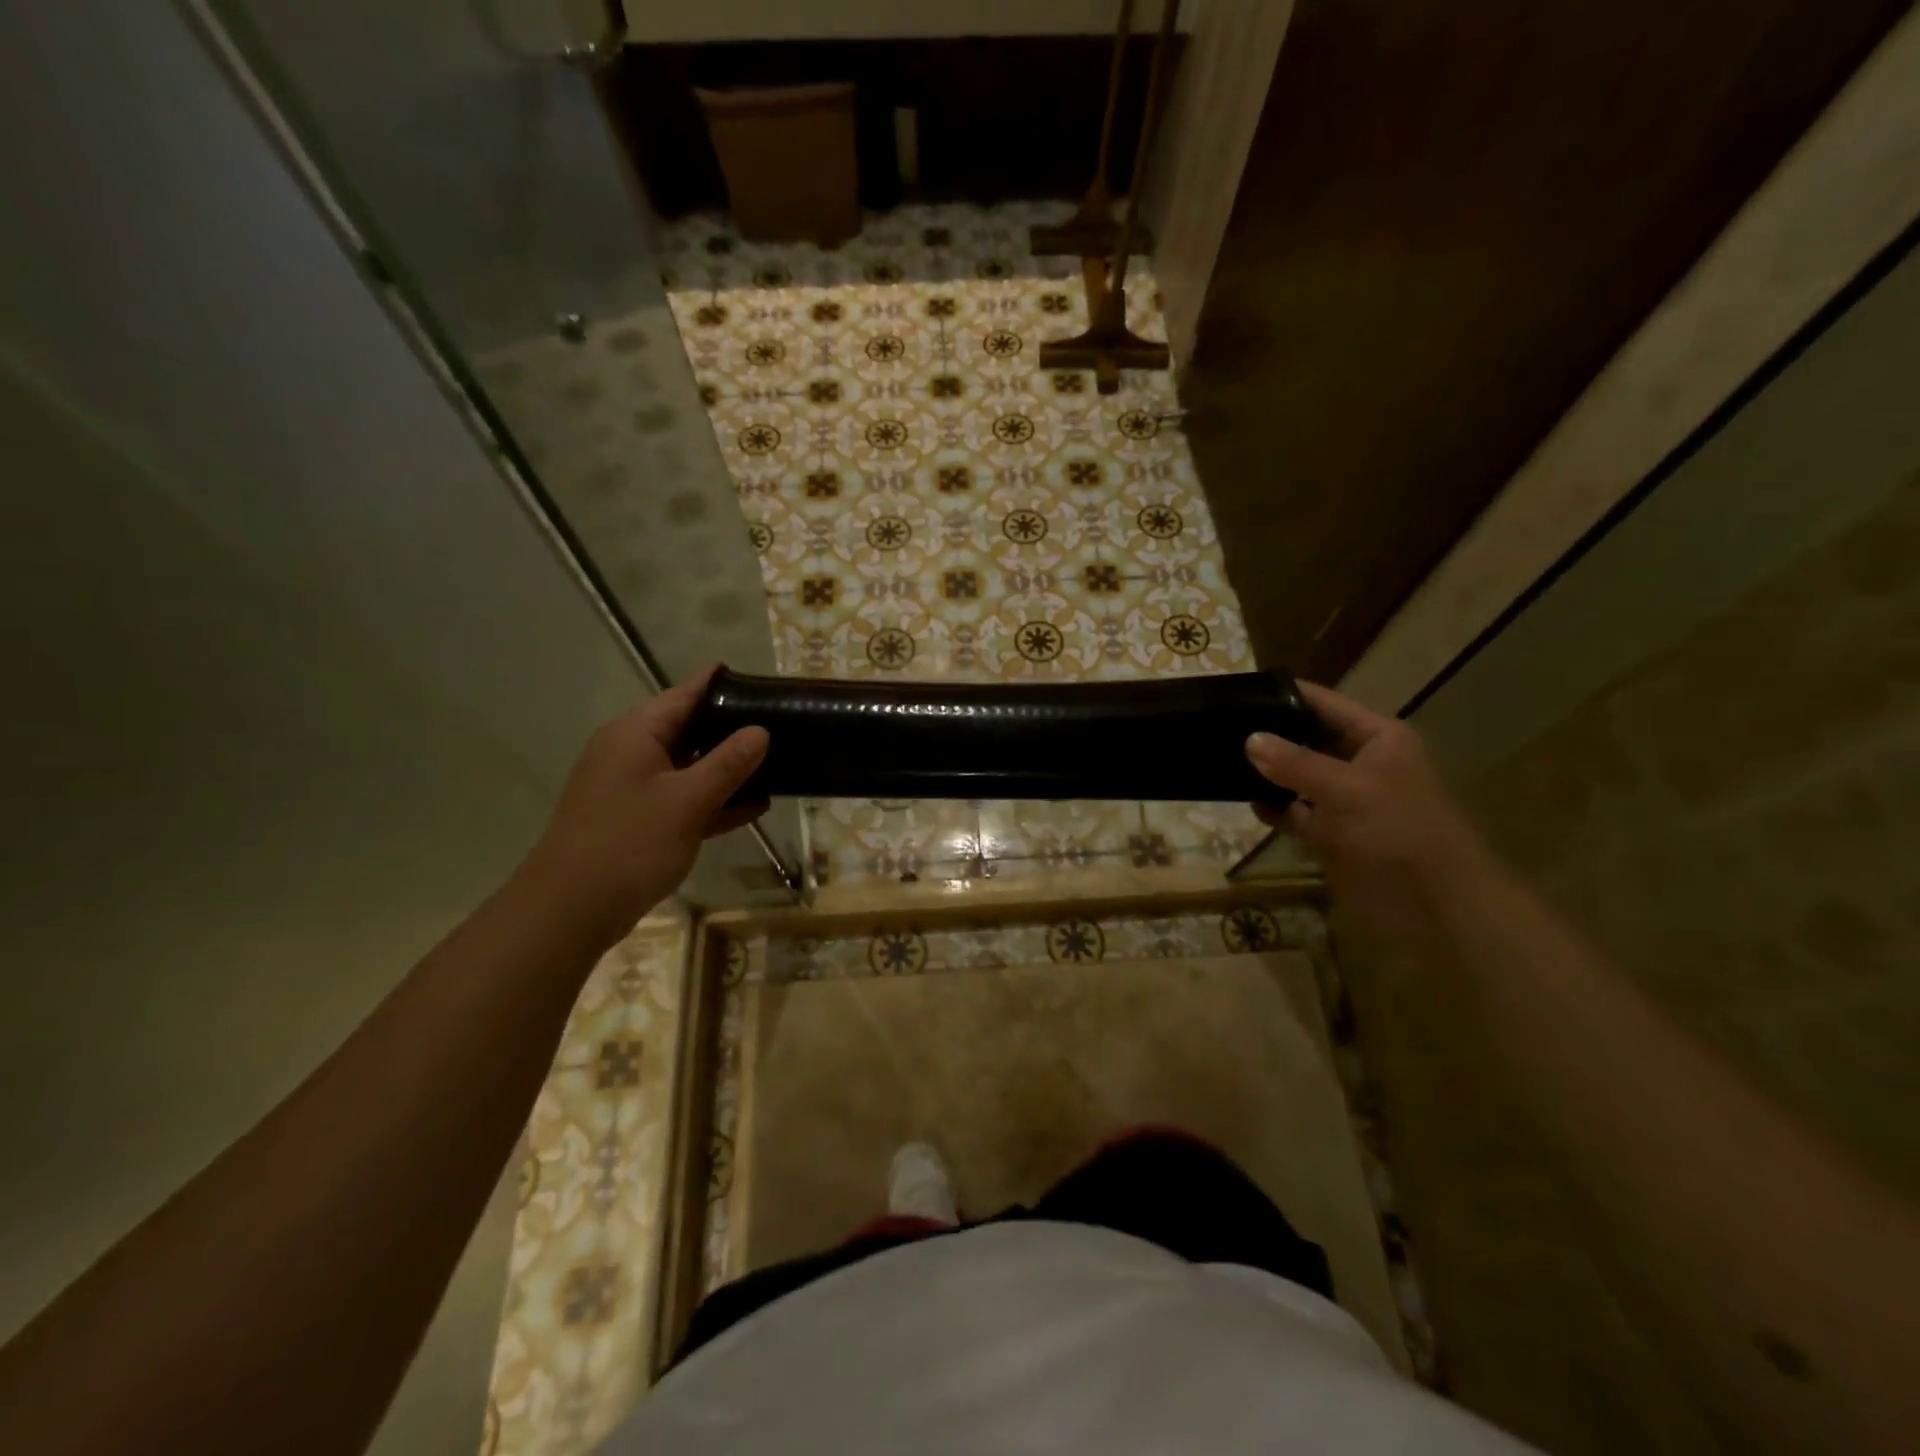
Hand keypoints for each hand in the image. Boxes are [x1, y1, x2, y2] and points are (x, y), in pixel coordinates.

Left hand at [519, 668, 768, 946]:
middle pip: (689, 729)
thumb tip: (760, 731)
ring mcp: (634, 788)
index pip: (684, 695)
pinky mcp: (640, 820)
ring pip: (690, 767)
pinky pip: (685, 799)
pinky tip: (755, 806)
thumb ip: (727, 764)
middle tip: (779, 723)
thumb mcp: (687, 800)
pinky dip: (714, 800)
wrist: (571, 909)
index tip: (757, 678)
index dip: (719, 684)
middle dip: (732, 728)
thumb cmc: (629, 843)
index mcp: (636, 734)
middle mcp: (632, 753)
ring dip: (728, 769)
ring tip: (778, 763)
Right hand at [1245, 682, 1484, 897]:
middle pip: (1307, 739)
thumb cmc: (1398, 832)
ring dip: (1268, 774)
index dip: (1285, 695)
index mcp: (1378, 739)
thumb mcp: (1346, 789)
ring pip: (1298, 778)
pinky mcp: (1332, 835)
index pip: (1324, 704)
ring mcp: (1345, 801)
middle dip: (1269, 736)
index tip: (1239, 690)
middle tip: (1219, 727)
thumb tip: (1249, 739)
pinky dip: (1275, 808)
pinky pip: (1296, 813)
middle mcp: (1360, 763)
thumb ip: (1295, 763)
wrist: (1434, 907)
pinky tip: (1247, 802)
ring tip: (1221, 761)